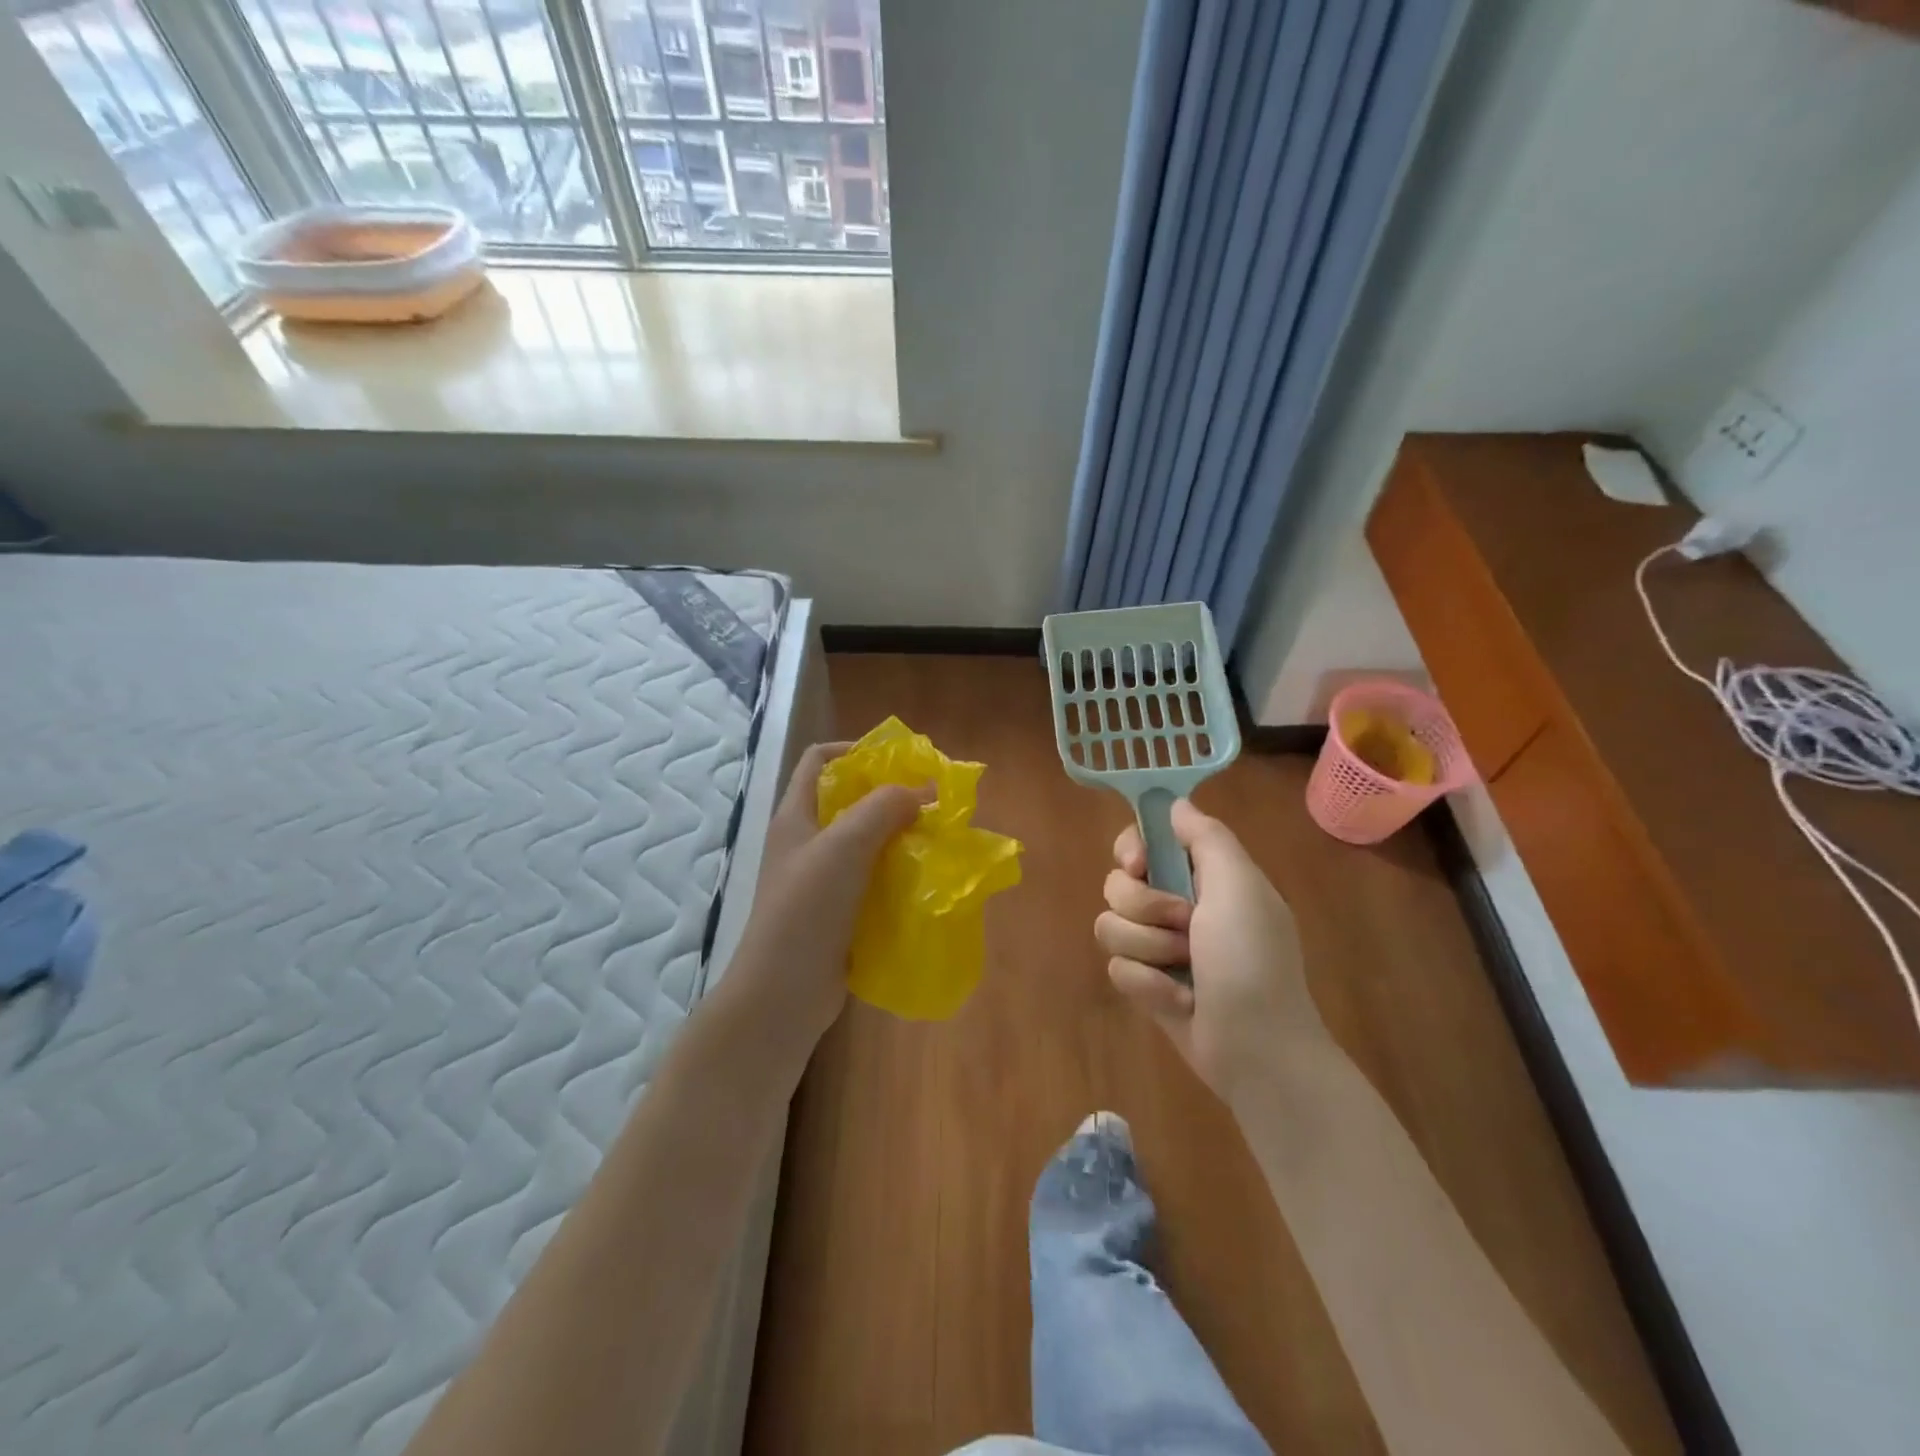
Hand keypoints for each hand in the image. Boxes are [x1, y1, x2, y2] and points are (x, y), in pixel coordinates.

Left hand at [725, 742, 928, 1055]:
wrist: (783, 992)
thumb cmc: (807, 909)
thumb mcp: (844, 845)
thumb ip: (882, 808)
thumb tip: (922, 791)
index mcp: (796, 816)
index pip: (818, 760)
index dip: (854, 750)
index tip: (898, 761)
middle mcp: (806, 843)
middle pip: (848, 801)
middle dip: (889, 796)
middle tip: (931, 802)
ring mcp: (821, 881)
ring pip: (865, 843)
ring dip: (899, 837)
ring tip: (937, 839)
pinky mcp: (838, 913)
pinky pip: (873, 880)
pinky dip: (898, 874)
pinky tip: (925, 880)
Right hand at [1096, 799, 1323, 1100]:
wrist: (1258, 1051)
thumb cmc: (1252, 961)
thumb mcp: (1240, 887)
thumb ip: (1206, 838)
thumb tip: (1174, 803)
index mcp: (1203, 876)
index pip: (1145, 841)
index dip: (1132, 848)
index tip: (1138, 865)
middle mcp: (1176, 905)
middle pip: (1118, 883)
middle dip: (1144, 907)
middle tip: (1183, 926)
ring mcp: (1159, 947)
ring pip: (1109, 925)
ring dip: (1147, 950)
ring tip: (1184, 972)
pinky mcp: (1146, 984)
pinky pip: (1117, 968)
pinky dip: (1147, 986)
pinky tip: (1179, 1002)